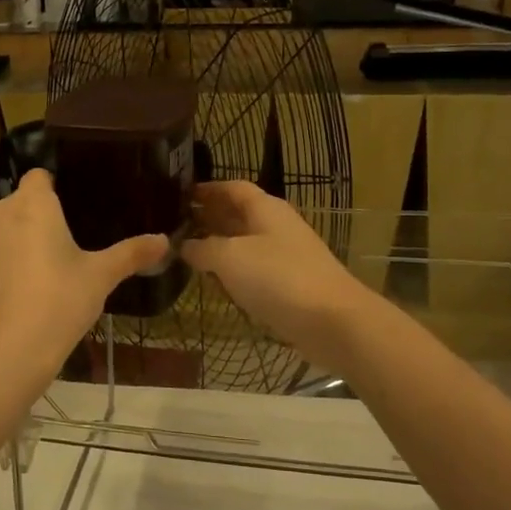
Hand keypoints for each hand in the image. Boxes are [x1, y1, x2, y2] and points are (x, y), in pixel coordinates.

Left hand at [0, 170, 167, 393]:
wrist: (4, 356)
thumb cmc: (59, 304)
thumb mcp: (100, 278)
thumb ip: (131, 254)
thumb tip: (165, 240)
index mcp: (31, 204)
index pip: (39, 178)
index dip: (51, 193)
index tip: (65, 217)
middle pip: (12, 207)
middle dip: (28, 224)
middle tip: (52, 257)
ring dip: (1, 248)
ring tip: (22, 283)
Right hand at [182, 181, 377, 370]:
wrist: (333, 321)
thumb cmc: (277, 278)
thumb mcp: (229, 258)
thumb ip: (202, 248)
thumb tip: (184, 245)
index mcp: (265, 208)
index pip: (232, 188)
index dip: (207, 189)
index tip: (181, 195)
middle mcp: (277, 225)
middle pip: (239, 214)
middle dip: (210, 218)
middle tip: (178, 226)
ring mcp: (287, 255)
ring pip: (247, 243)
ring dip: (221, 246)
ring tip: (190, 254)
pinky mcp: (291, 284)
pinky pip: (256, 270)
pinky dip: (235, 271)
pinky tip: (219, 283)